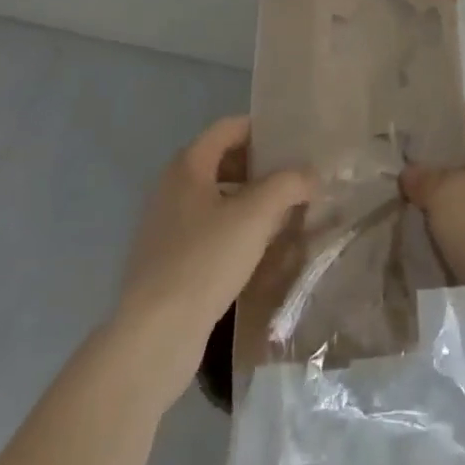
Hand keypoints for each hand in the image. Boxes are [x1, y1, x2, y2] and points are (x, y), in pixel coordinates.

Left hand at [110, 117, 314, 401]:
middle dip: (260, 168)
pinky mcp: (166, 261)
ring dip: (249, 201)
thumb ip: (288, 184)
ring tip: (283, 216)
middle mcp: (171, 187)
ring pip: (216, 198)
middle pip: (222, 160)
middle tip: (294, 181)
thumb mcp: (256, 215)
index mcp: (187, 165)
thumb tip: (310, 174)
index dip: (262, 130)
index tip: (294, 144)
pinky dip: (233, 230)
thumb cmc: (205, 260)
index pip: (229, 127)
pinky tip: (256, 252)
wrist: (155, 337)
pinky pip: (207, 230)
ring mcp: (165, 226)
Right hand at [401, 105, 464, 346]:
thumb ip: (425, 177)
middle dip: (437, 163)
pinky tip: (420, 234)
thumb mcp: (448, 194)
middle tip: (398, 168)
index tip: (406, 132)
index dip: (440, 121)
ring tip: (403, 200)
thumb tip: (410, 174)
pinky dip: (453, 229)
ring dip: (442, 200)